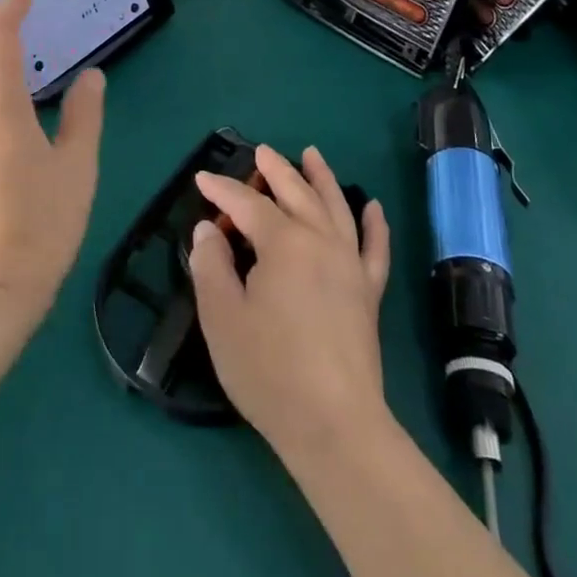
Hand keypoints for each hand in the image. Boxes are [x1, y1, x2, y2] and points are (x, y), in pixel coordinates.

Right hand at [189, 146, 392, 459]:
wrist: (335, 425)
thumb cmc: (269, 370)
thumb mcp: (222, 317)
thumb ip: (211, 266)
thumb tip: (208, 230)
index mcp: (283, 243)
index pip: (247, 204)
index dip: (222, 190)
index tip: (202, 179)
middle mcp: (320, 240)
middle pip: (296, 192)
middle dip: (275, 170)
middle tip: (260, 151)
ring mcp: (350, 264)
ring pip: (335, 206)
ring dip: (321, 178)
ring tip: (311, 154)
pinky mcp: (369, 291)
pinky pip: (374, 247)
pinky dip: (374, 223)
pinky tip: (372, 206)